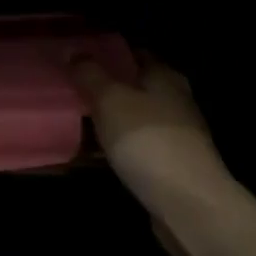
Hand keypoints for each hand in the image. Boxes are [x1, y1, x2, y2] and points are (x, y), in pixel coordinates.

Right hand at [70, 54, 238, 239]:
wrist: (187, 203)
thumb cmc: (148, 140)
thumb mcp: (111, 100)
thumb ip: (91, 74)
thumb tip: (75, 52)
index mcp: (165, 77)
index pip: (136, 54)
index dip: (108, 53)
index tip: (78, 57)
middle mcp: (174, 102)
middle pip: (134, 88)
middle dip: (103, 89)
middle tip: (68, 91)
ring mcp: (173, 137)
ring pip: (131, 121)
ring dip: (106, 122)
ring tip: (70, 124)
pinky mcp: (168, 168)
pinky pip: (132, 151)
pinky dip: (111, 150)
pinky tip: (88, 157)